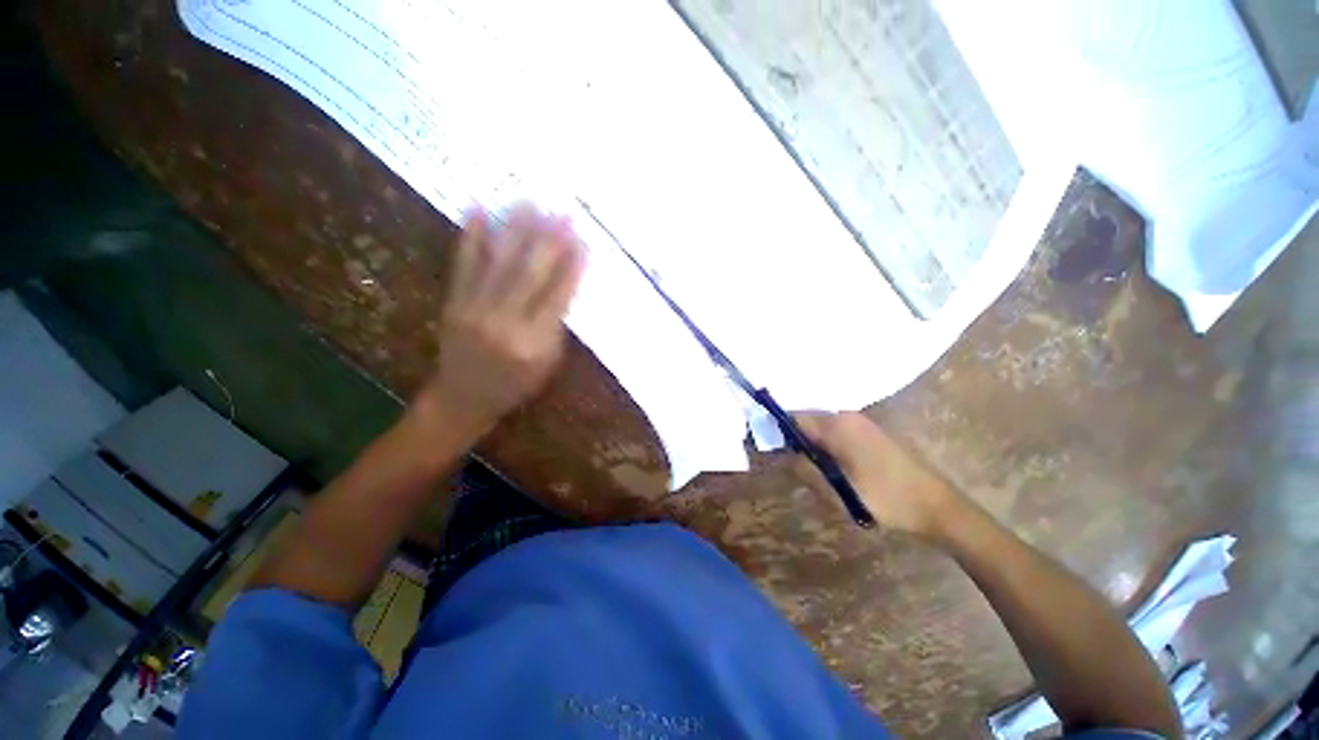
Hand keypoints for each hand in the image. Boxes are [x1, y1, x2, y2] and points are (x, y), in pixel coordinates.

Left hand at [413, 203, 585, 439]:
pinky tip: (478, 209)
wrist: (463, 398)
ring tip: (528, 201)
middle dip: (549, 241)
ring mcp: (475, 310)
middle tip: (562, 212)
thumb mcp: (548, 365)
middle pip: (530, 274)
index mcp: (534, 343)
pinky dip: (470, 236)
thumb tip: (564, 286)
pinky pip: (463, 265)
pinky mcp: (454, 302)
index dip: (572, 267)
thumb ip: (556, 328)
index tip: (583, 240)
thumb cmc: (516, 385)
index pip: (558, 296)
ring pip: (499, 263)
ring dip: (515, 230)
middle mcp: (505, 323)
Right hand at [793, 411, 965, 537]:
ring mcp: (861, 422)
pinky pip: (837, 432)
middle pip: (807, 421)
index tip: (775, 453)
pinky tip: (837, 470)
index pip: (793, 418)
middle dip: (798, 442)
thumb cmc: (885, 498)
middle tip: (800, 470)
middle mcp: (847, 416)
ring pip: (822, 428)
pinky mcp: (871, 432)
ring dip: (814, 447)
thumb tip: (785, 455)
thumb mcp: (837, 491)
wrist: (937, 506)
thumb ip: (805, 469)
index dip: (779, 432)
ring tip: (820, 474)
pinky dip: (829, 447)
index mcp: (837, 425)